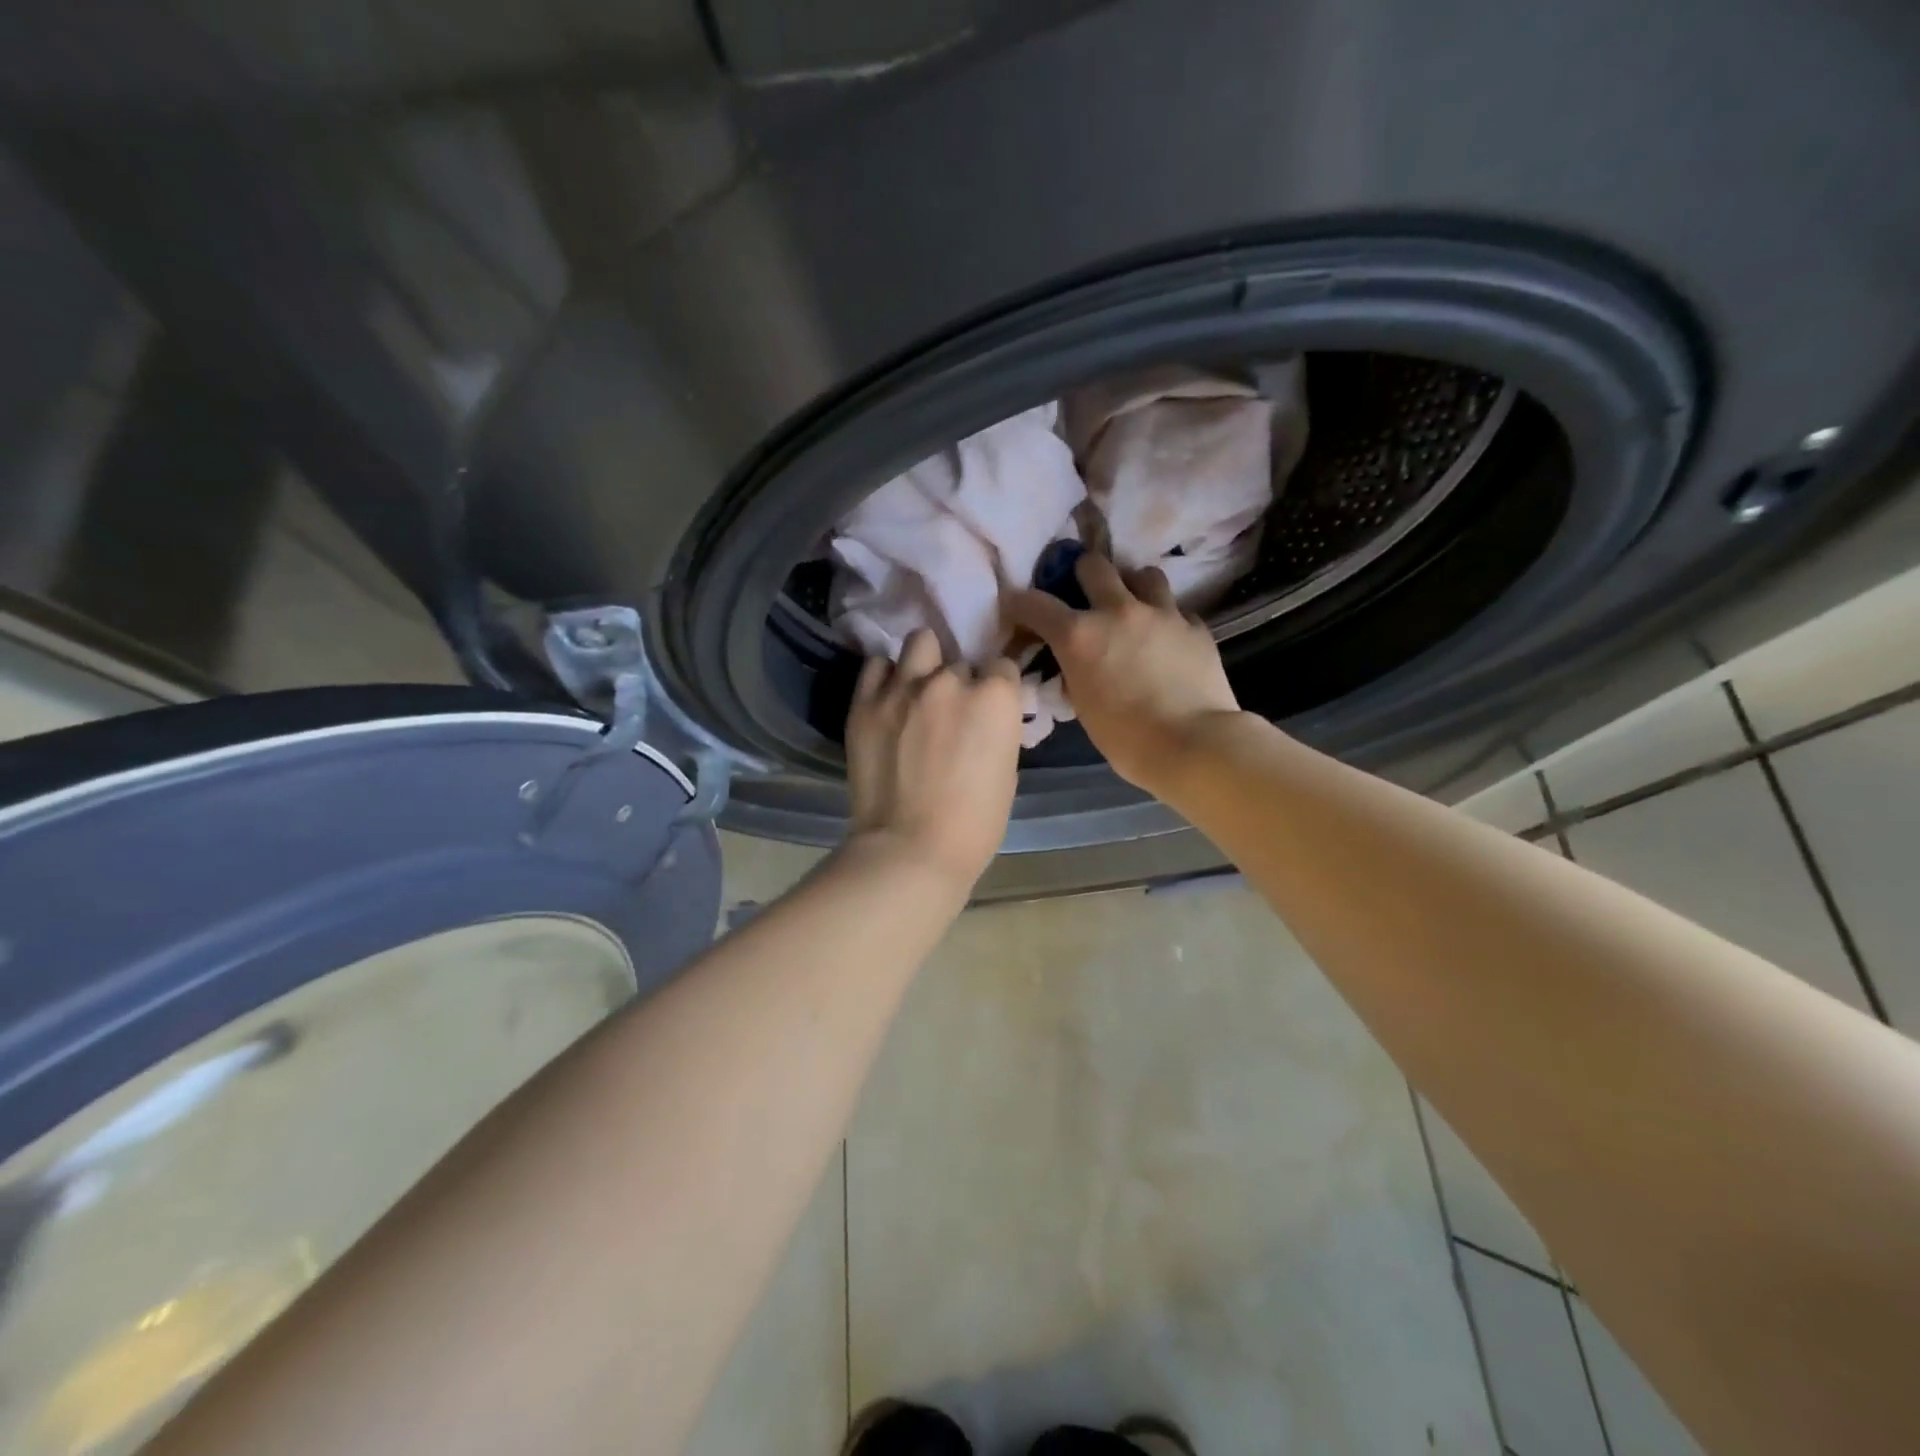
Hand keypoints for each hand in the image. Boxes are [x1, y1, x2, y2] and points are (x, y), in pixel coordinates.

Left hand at [844, 628, 1024, 886]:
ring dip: (924, 663)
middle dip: (959, 683)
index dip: (997, 689)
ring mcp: (902, 688)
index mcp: (994, 697)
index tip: (989, 709)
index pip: (1002, 667)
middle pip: (960, 662)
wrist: (910, 849)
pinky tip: (889, 699)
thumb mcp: (1007, 772)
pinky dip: (886, 677)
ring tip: (918, 690)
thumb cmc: (974, 824)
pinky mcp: (864, 703)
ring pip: (919, 644)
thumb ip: (997, 731)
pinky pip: (876, 666)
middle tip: (950, 713)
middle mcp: (949, 680)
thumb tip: (984, 721)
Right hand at [1005, 553, 1240, 794]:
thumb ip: (1075, 674)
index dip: (1020, 603)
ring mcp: (1162, 614)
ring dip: (1133, 586)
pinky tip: (1168, 640)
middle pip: (1094, 565)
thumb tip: (1076, 665)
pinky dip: (1167, 620)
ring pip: (1144, 574)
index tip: (1017, 607)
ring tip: (1134, 607)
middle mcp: (1118, 612)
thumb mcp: (1084, 707)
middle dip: (1083, 575)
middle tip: (1085, 594)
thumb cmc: (1127, 739)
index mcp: (1080, 636)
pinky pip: (1177, 610)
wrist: (1192, 745)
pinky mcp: (1196, 626)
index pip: (1036, 604)